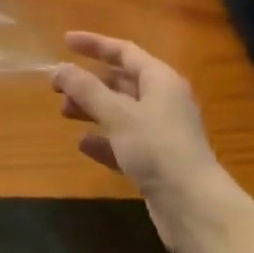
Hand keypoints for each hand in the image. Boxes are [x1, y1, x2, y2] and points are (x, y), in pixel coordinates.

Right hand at [53, 33, 234, 247]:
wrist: (196, 211)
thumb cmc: (158, 149)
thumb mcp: (117, 114)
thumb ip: (86, 89)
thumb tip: (59, 68)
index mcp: (160, 80)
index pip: (124, 51)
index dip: (94, 44)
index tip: (65, 42)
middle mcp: (163, 102)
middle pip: (120, 82)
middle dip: (88, 82)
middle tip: (57, 86)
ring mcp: (161, 134)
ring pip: (120, 112)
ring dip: (92, 110)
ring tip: (64, 113)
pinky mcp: (158, 163)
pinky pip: (124, 142)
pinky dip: (104, 140)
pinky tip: (83, 145)